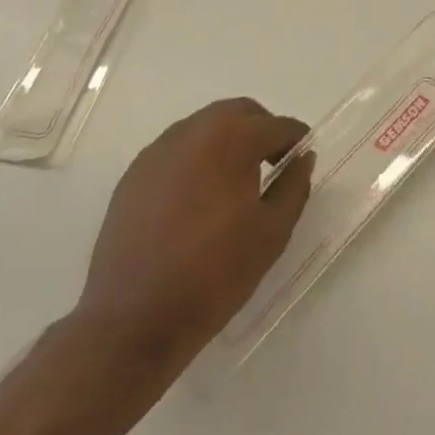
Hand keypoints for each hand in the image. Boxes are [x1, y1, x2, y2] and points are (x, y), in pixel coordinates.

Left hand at [71, 99, 315, 371]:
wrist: (131, 322)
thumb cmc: (213, 275)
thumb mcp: (272, 233)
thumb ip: (295, 186)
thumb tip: (303, 158)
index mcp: (233, 138)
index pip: (278, 126)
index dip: (296, 141)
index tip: (301, 162)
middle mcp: (195, 130)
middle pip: (240, 113)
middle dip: (261, 131)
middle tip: (271, 165)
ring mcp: (159, 150)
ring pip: (205, 127)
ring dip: (227, 141)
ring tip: (233, 183)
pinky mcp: (134, 174)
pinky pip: (176, 150)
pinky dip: (196, 159)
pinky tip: (196, 199)